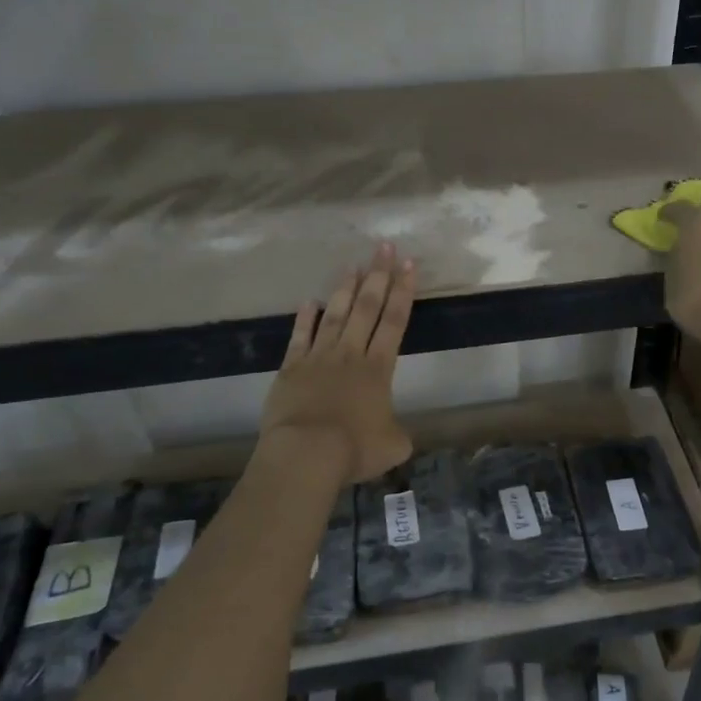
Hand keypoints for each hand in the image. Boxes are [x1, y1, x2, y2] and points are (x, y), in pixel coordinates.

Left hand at [261, 243, 416, 483]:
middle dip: (378, 275)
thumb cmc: (354, 449)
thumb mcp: (392, 445)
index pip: (395, 321)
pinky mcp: (291, 368)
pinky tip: (310, 301)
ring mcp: (319, 358)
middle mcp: (351, 354)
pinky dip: (305, 318)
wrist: (306, 453)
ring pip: (335, 315)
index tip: (409, 265)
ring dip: (345, 289)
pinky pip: (300, 337)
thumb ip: (398, 433)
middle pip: (367, 307)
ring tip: (353, 265)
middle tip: (384, 247)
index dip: (404, 292)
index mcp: (379, 369)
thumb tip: (396, 433)